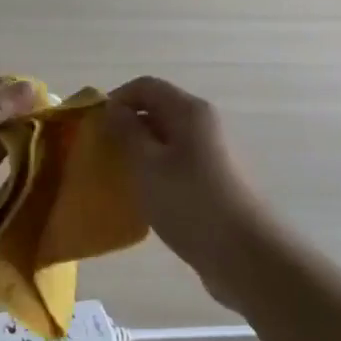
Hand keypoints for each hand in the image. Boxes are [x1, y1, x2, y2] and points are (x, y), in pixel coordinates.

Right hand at [103, 76, 272, 300]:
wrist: (246, 255)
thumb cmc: (190, 202)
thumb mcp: (147, 165)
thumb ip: (126, 132)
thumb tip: (113, 109)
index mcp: (189, 111)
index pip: (145, 86)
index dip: (116, 99)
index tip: (95, 126)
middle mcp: (204, 124)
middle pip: (158, 109)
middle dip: (126, 126)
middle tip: (103, 153)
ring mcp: (213, 153)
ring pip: (167, 139)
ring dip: (141, 151)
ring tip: (120, 177)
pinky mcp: (215, 180)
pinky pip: (178, 163)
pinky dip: (157, 171)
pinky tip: (147, 197)